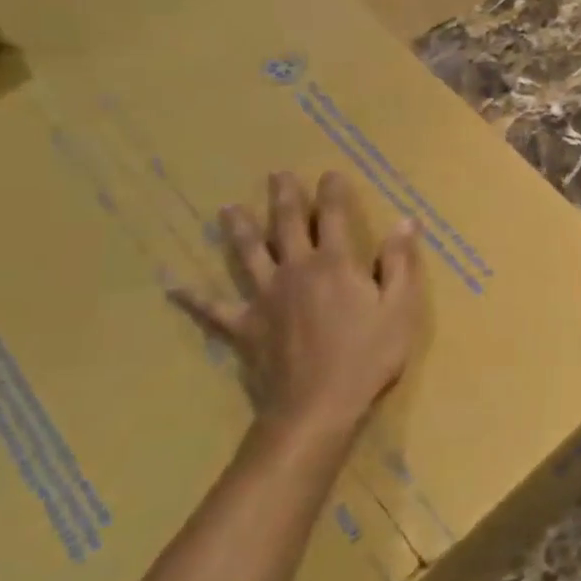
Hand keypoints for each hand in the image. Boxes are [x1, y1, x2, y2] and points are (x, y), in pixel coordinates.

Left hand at [174, 171, 422, 449]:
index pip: (334, 217)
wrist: (317, 407)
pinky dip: (194, 299)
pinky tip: (175, 288)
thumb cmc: (368, 357)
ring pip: (248, 256)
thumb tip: (406, 221)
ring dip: (238, 230)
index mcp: (336, 265)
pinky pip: (214, 310)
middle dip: (285, 198)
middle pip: (286, 226)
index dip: (333, 193)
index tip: (330, 173)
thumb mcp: (401, 308)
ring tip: (228, 209)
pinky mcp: (244, 328)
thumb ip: (400, 263)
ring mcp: (264, 299)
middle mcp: (295, 271)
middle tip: (277, 175)